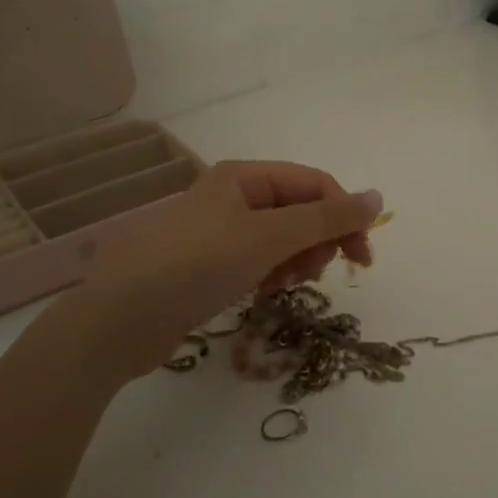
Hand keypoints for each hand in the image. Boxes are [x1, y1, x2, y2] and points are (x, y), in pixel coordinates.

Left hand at [30, 160, 382, 389]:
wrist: (118, 321)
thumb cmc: (197, 265)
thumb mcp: (270, 236)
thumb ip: (328, 217)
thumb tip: (379, 197)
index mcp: (244, 176)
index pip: (314, 184)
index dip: (344, 215)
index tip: (362, 258)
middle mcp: (233, 196)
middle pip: (300, 211)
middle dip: (316, 241)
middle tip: (315, 273)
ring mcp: (219, 232)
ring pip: (282, 239)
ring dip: (295, 261)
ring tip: (284, 285)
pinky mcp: (209, 265)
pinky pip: (259, 260)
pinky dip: (271, 274)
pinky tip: (264, 293)